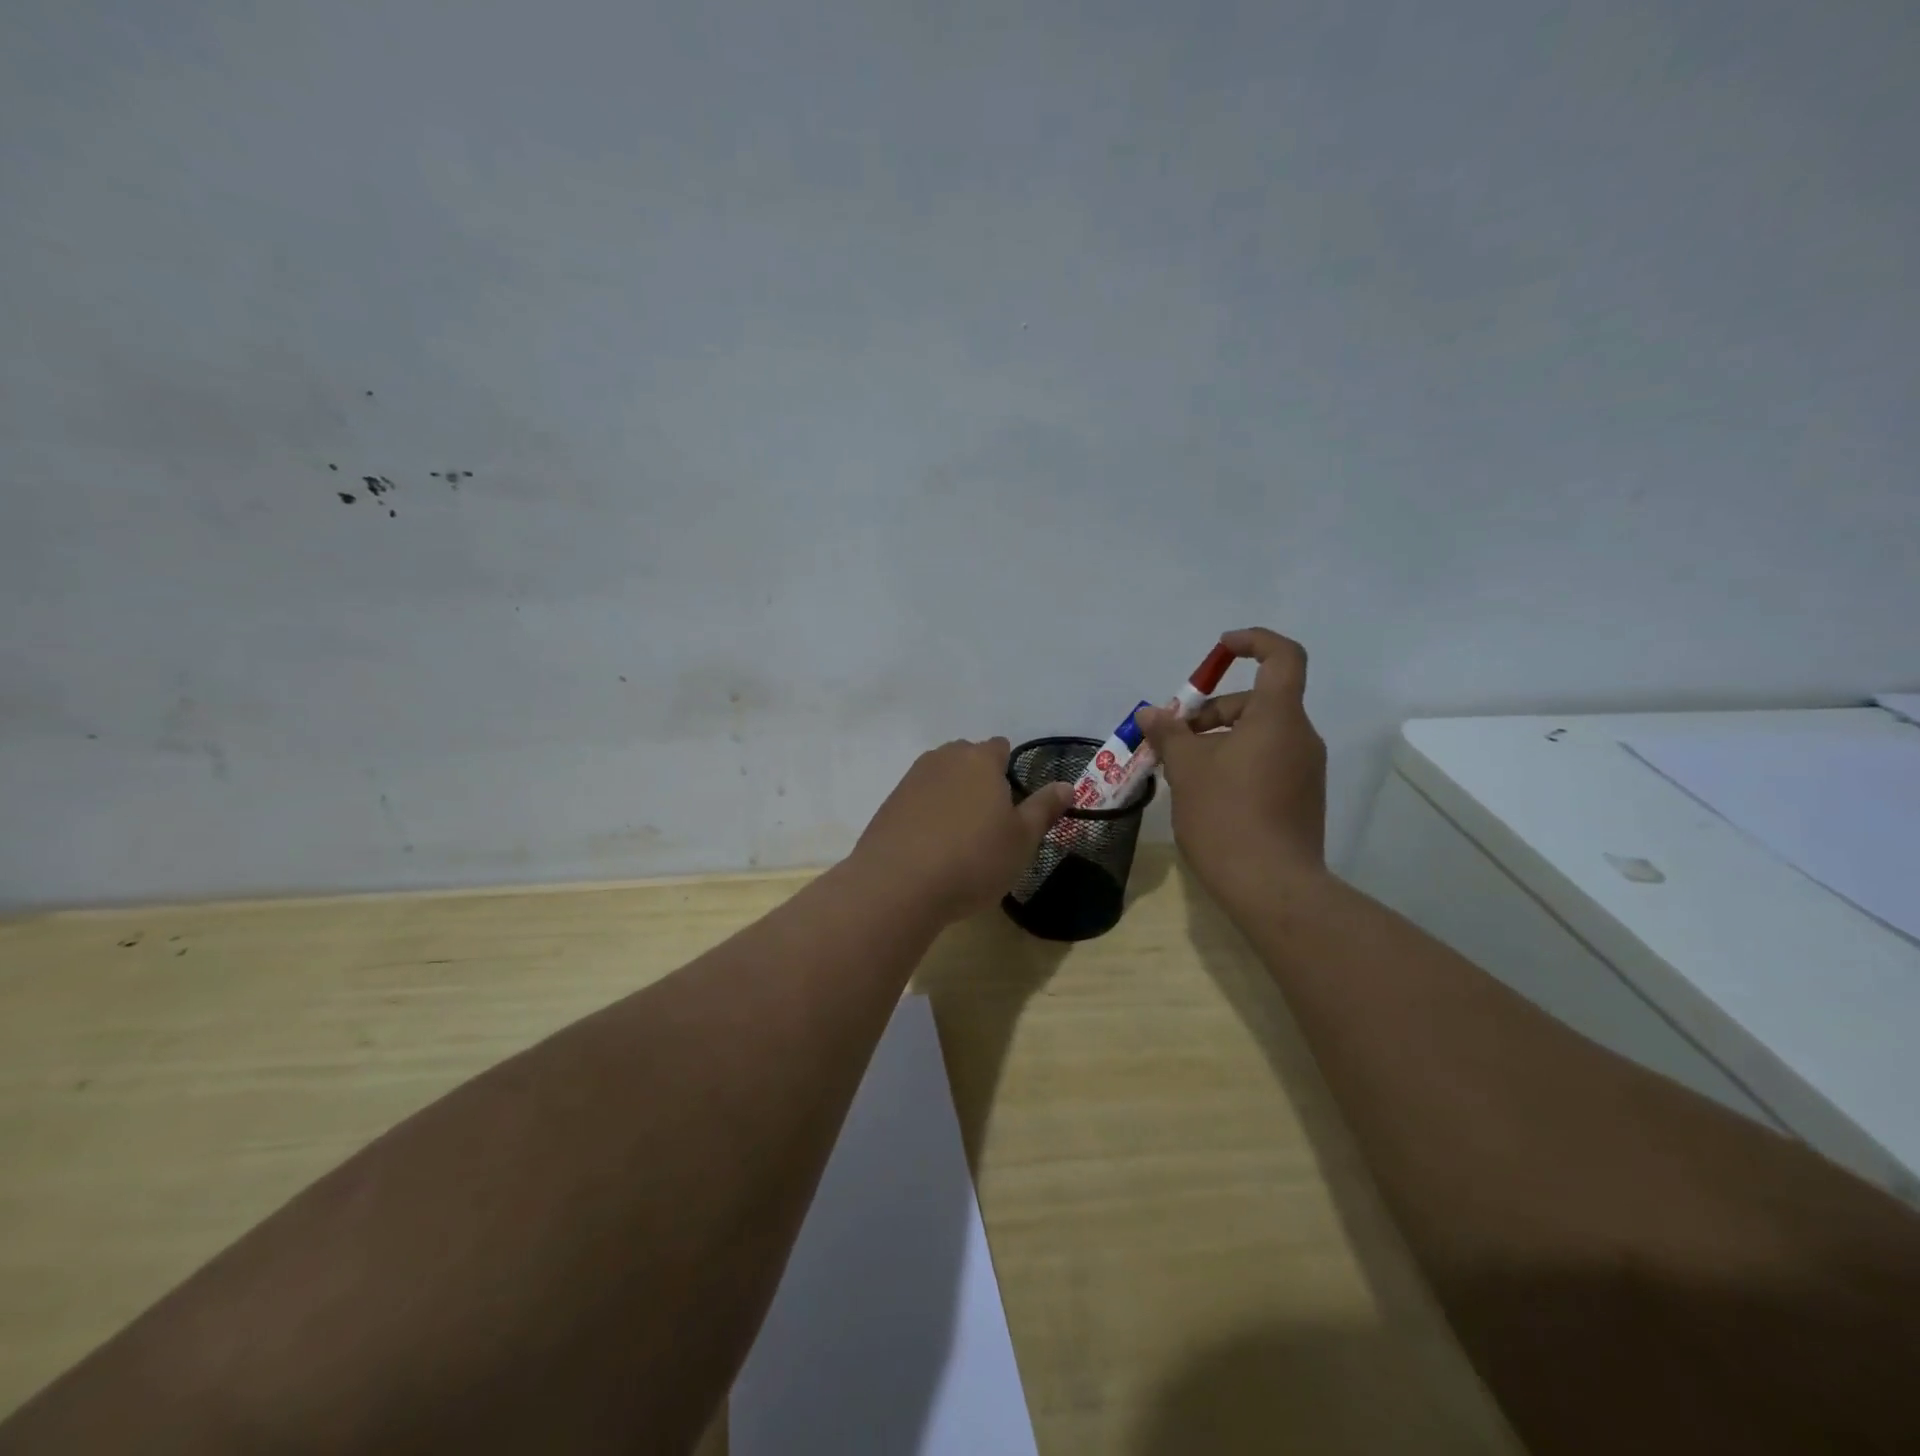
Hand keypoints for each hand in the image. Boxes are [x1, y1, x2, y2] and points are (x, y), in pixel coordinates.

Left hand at [851, 738, 1073, 922]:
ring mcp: (912, 779)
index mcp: (980, 759)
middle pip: (968, 758)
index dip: (1010, 770)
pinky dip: (928, 813)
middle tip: (990, 822)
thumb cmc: (973, 860)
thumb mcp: (1022, 840)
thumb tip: (1067, 786)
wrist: (898, 885)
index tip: (1013, 804)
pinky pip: (918, 799)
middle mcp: (944, 758)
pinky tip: (931, 846)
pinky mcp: (889, 803)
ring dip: (952, 796)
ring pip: (941, 777)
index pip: (1000, 747)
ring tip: (960, 836)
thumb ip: (1044, 808)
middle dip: (980, 780)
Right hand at [1135, 629, 1327, 906]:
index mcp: (1278, 718)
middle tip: (1173, 738)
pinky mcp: (1301, 798)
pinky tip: (1204, 793)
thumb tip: (1151, 714)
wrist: (1271, 886)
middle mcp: (1300, 737)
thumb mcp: (1187, 768)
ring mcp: (1305, 770)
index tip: (1219, 650)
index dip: (1253, 642)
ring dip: (1218, 740)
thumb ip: (1169, 734)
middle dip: (1211, 711)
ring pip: (1259, 735)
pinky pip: (1266, 761)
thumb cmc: (1226, 815)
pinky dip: (1235, 762)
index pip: (1282, 657)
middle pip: (1257, 702)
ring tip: (1180, 770)